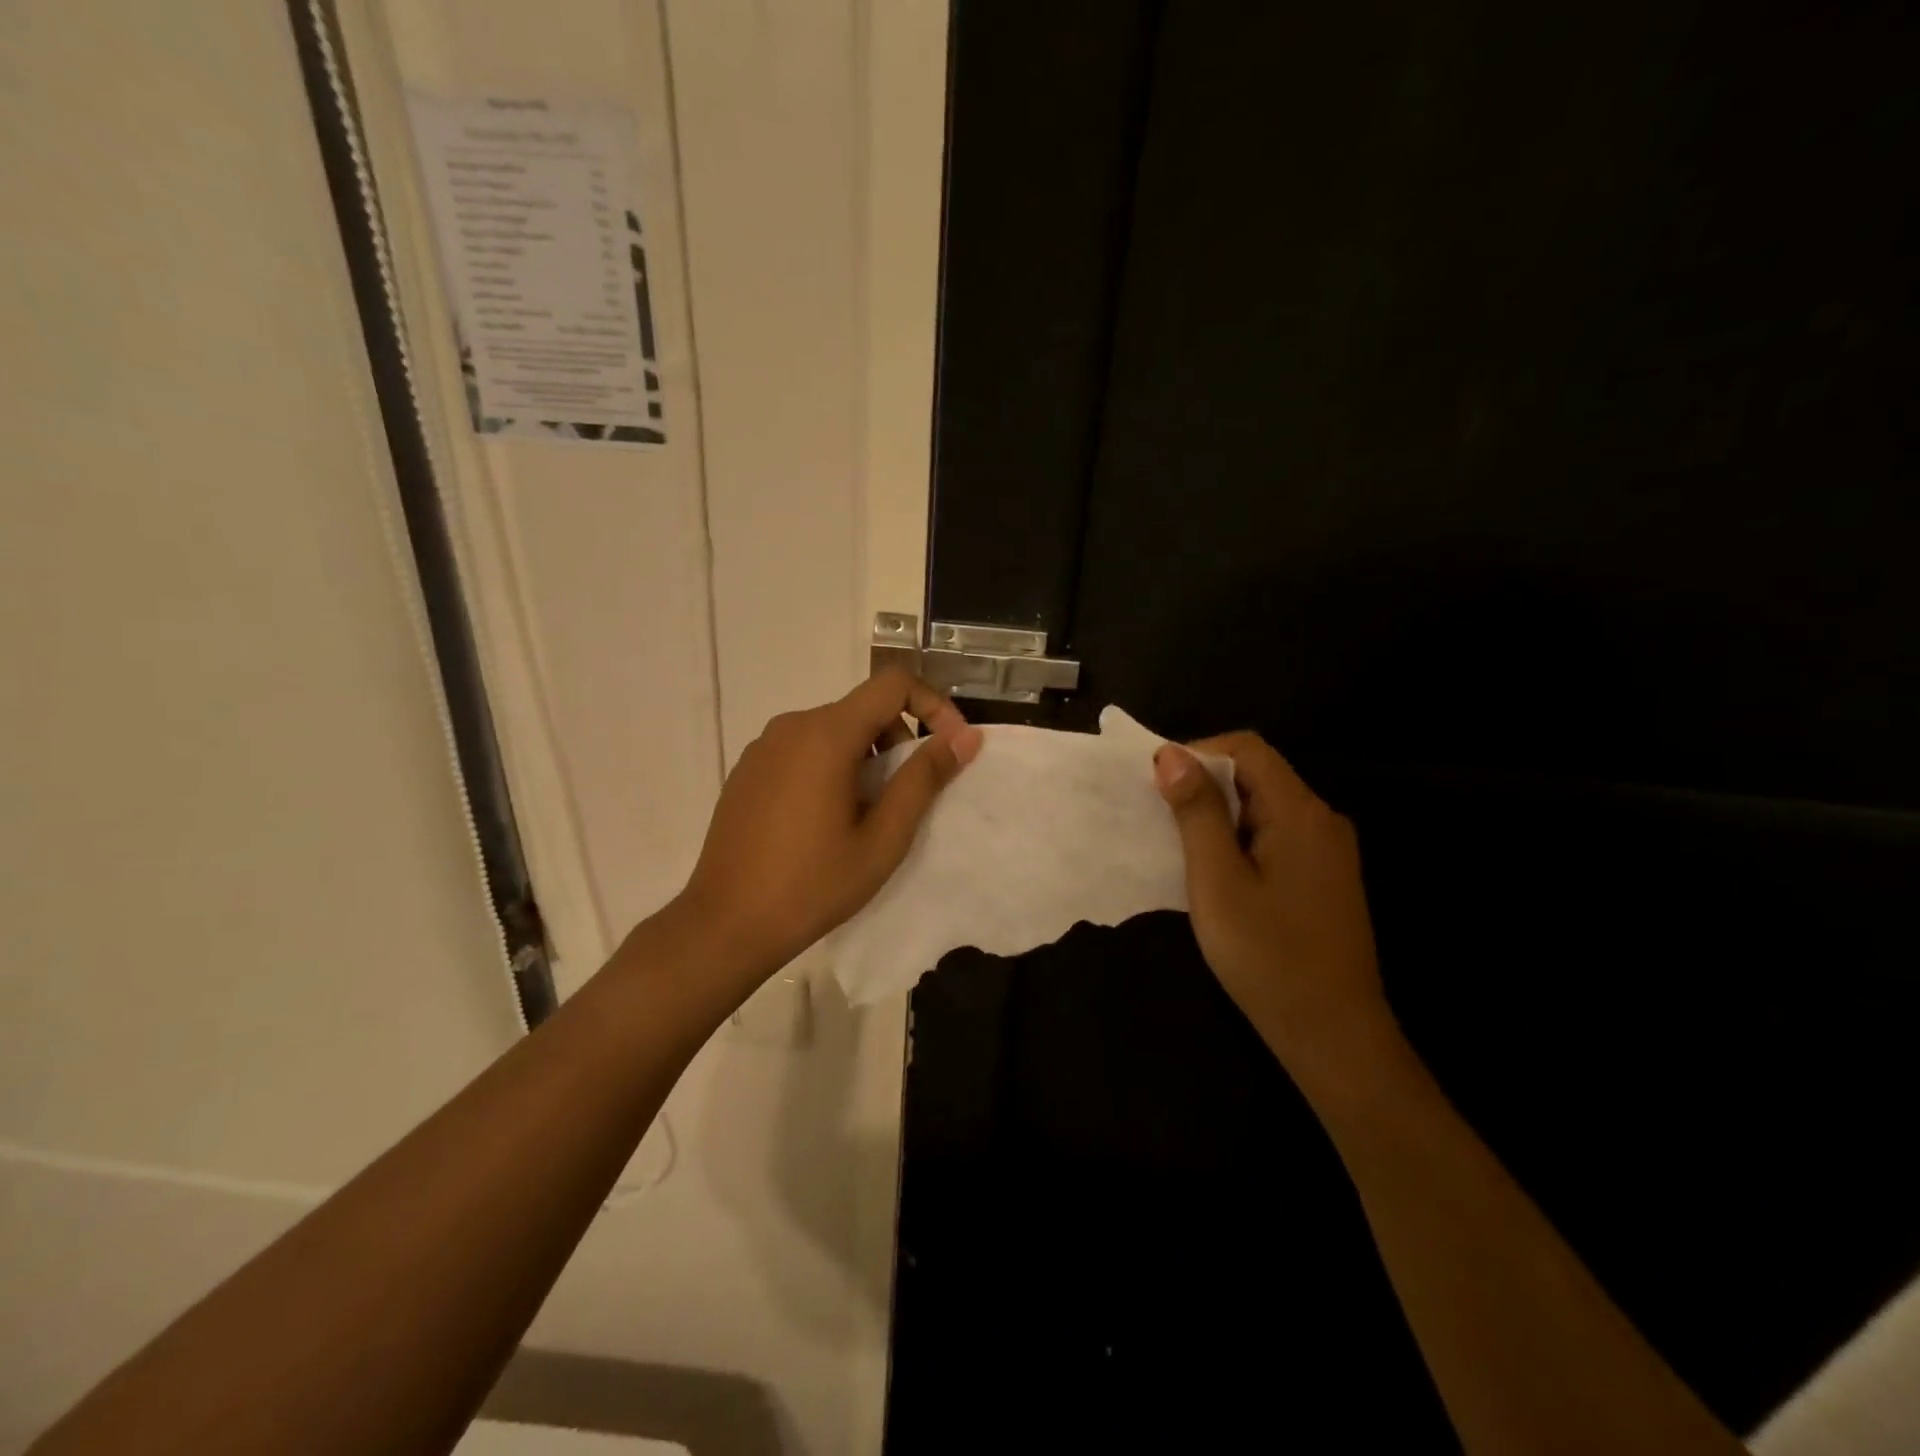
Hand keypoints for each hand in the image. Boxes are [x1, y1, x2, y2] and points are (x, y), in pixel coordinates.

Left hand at [675, 669, 982, 987]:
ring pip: (833, 730)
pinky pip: (803, 749)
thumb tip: (965, 737)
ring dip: (866, 758)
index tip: (950, 748)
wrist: (726, 924)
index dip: (933, 705)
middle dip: (899, 741)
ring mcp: (763, 747)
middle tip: (906, 798)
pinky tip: (825, 821)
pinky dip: (831, 767)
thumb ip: (925, 779)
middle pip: (863, 708)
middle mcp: (791, 726)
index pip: (893, 683)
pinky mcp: (748, 770)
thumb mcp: (883, 838)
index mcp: (826, 735)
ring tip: (866, 816)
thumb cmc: (813, 884)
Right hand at [1154, 732, 1391, 1082]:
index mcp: (1300, 812)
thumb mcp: (1217, 880)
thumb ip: (1197, 812)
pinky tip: (1217, 876)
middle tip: (1162, 823)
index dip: (1198, 753)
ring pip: (1264, 808)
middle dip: (1205, 787)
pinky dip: (1240, 841)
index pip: (1247, 748)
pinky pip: (1276, 837)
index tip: (1158, 786)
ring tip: (1183, 852)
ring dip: (1219, 817)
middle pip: (1257, 775)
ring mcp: (1329, 851)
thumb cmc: (1268, 956)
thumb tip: (1172, 754)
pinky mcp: (1326, 878)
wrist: (1334, 1035)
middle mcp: (1322, 820)